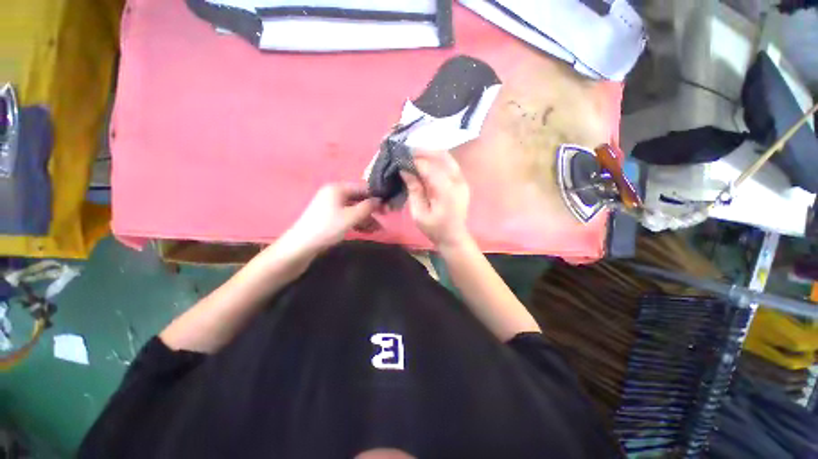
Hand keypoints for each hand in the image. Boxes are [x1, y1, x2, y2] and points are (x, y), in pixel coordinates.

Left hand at [282, 183, 380, 252]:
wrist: (301, 245)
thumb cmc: (327, 228)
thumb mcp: (351, 217)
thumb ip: (367, 207)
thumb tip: (379, 200)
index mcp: (338, 188)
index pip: (363, 187)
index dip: (376, 196)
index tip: (388, 206)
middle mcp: (335, 193)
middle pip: (359, 199)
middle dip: (372, 210)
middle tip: (385, 217)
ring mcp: (331, 205)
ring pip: (354, 209)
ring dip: (366, 218)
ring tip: (377, 229)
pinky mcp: (330, 216)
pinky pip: (348, 216)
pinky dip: (357, 222)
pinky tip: (367, 231)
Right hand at [401, 151, 469, 247]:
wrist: (454, 237)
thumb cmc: (434, 229)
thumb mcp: (419, 214)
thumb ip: (414, 190)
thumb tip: (405, 170)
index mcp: (446, 191)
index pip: (429, 167)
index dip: (414, 161)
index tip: (401, 157)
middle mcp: (457, 181)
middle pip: (441, 156)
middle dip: (424, 151)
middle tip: (408, 151)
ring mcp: (462, 180)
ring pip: (447, 158)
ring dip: (431, 153)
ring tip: (416, 154)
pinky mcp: (462, 182)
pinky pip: (450, 164)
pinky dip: (438, 160)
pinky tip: (428, 162)